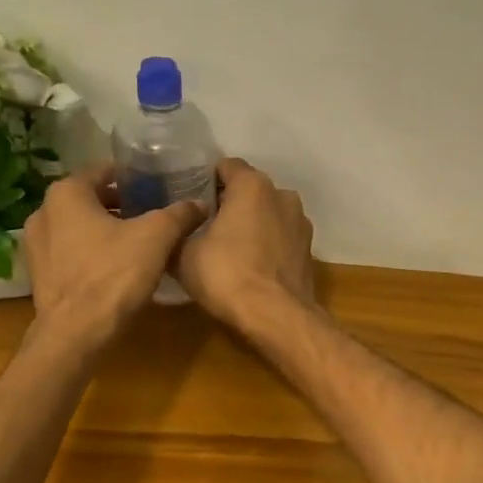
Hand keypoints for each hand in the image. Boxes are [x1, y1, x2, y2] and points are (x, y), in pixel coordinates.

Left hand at [22, 165, 204, 353]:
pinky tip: (116, 266)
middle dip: (120, 204)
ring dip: (105, 229)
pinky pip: (70, 252)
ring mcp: (36, 245)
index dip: (132, 176)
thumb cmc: (113, 274)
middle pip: (90, 199)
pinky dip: (91, 252)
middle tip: (151, 213)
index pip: (103, 171)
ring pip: (79, 226)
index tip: (156, 185)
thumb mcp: (157, 238)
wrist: (76, 334)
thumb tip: (199, 203)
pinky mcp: (39, 274)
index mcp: (66, 193)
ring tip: (138, 240)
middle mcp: (44, 211)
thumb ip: (179, 214)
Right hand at [177, 158, 315, 329]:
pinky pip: (282, 237)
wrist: (276, 316)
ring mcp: (301, 223)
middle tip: (205, 225)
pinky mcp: (309, 250)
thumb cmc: (227, 275)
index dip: (206, 180)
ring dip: (252, 224)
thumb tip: (173, 232)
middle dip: (230, 203)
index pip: (227, 166)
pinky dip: (268, 245)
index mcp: (252, 186)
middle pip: (250, 190)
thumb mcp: (184, 255)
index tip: (191, 199)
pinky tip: (252, 266)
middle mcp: (282, 195)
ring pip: (269, 214)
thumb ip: (178, 234)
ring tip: (230, 248)